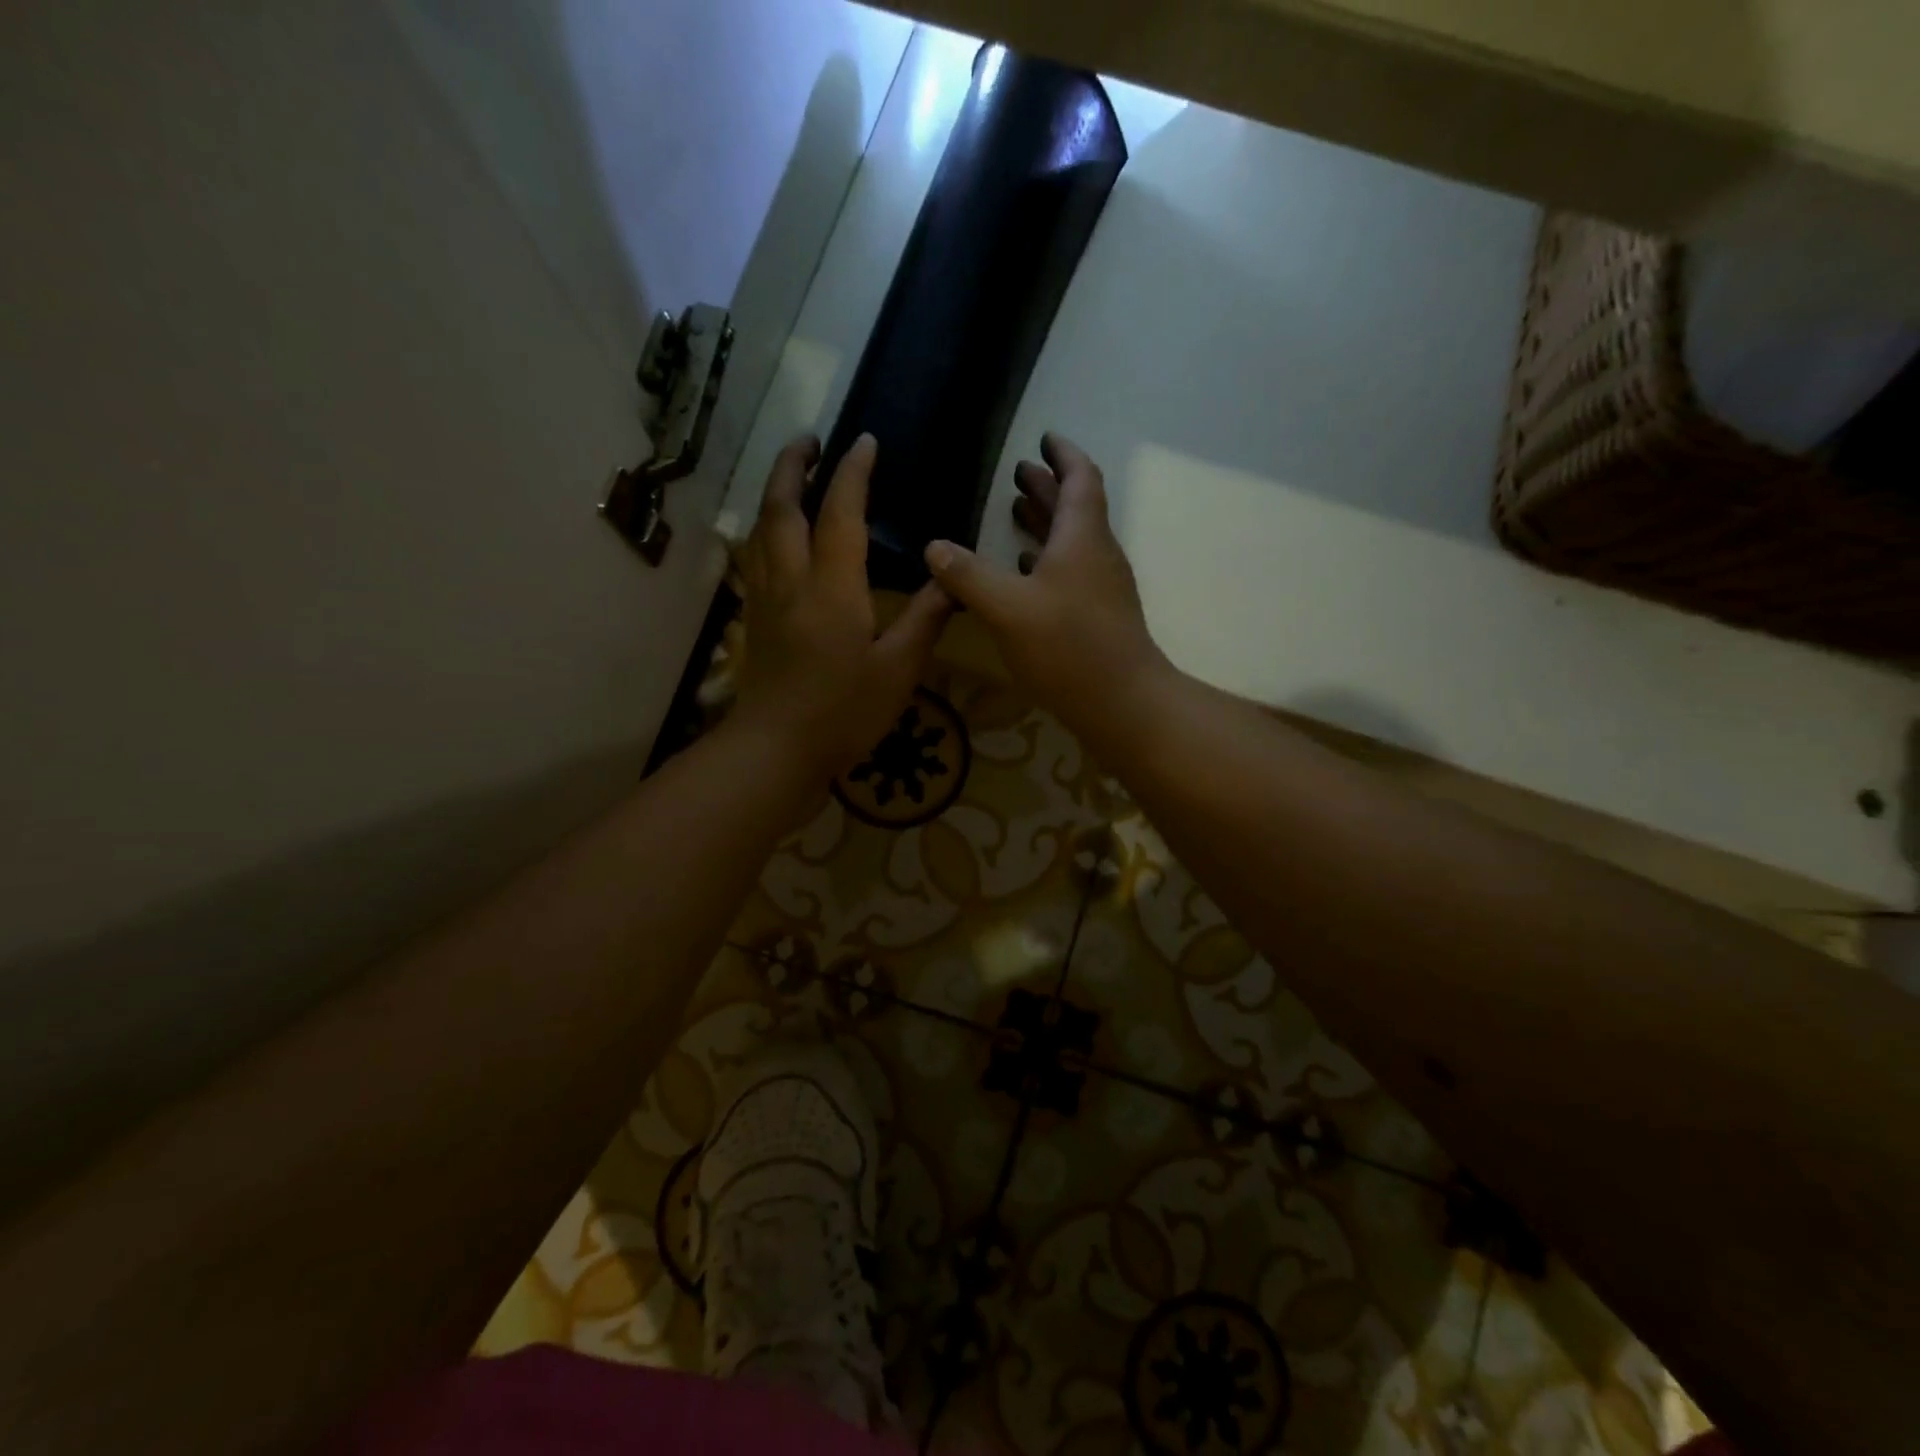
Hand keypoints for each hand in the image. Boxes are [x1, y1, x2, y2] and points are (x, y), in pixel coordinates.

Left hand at [733, 433, 951, 781]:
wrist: (776, 749)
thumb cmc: (843, 712)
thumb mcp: (898, 669)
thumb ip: (926, 619)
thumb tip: (952, 578)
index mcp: (832, 588)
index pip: (841, 514)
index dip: (852, 473)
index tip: (864, 441)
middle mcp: (791, 581)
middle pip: (782, 508)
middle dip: (793, 465)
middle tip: (809, 439)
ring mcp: (766, 599)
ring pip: (761, 530)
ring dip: (774, 492)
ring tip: (791, 474)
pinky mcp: (755, 619)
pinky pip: (755, 557)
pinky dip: (764, 530)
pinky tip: (774, 536)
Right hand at [922, 434, 1171, 734]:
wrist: (1122, 702)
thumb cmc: (1067, 646)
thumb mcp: (1006, 608)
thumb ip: (967, 575)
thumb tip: (934, 547)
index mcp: (1081, 537)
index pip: (1080, 478)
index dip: (1063, 455)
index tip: (1043, 437)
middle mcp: (1096, 554)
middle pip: (1075, 508)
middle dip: (1047, 487)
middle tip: (1018, 473)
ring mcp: (1100, 587)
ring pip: (1071, 541)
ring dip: (1046, 523)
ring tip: (1013, 513)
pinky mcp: (1097, 616)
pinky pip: (1070, 572)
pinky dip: (1046, 561)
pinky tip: (1023, 572)